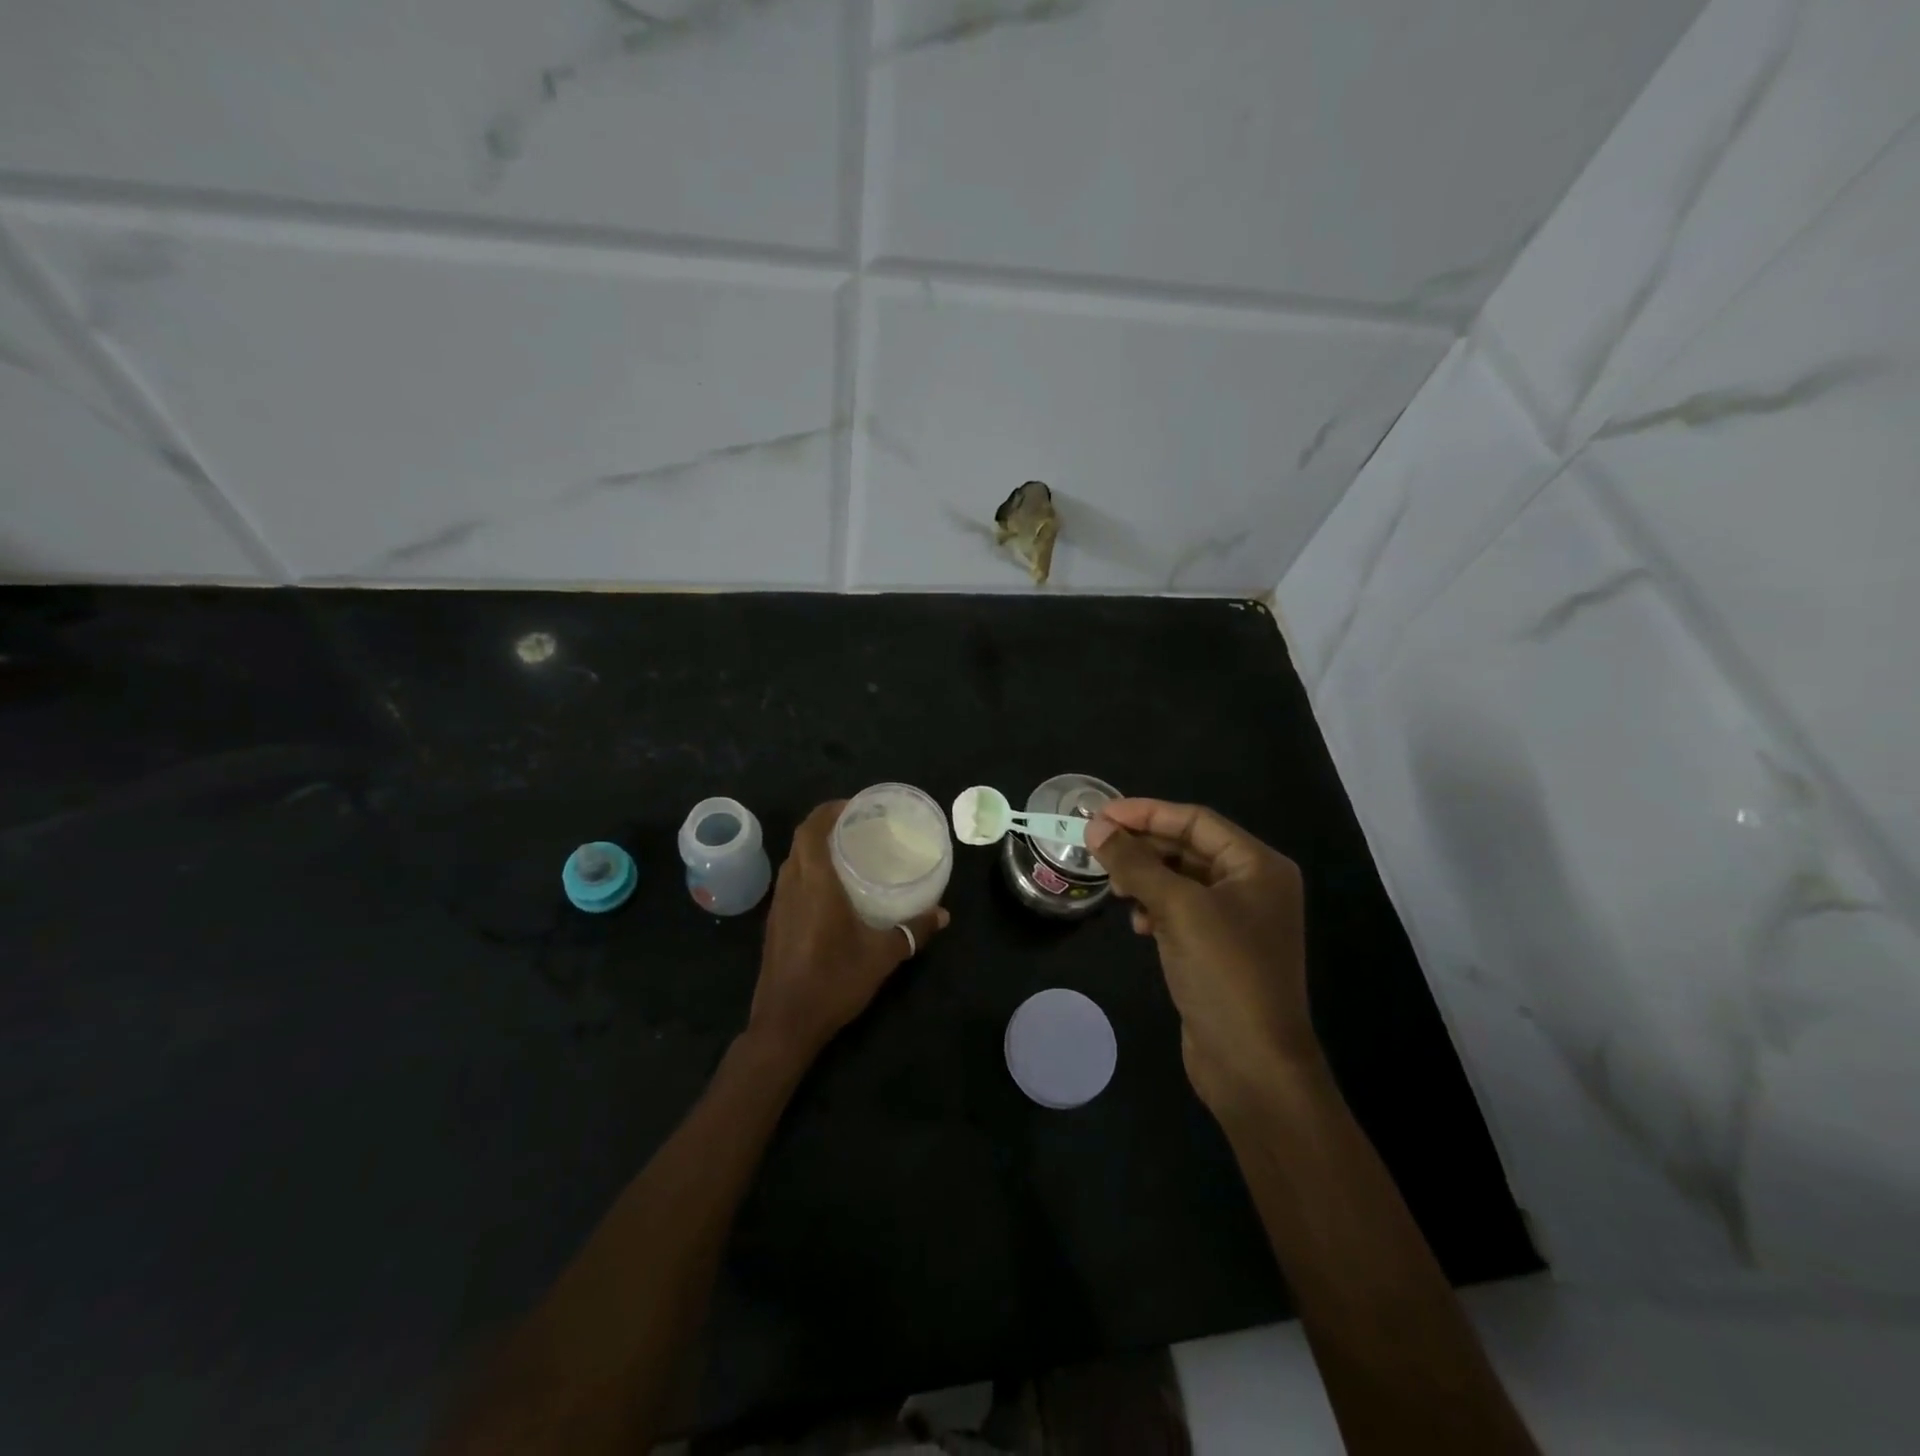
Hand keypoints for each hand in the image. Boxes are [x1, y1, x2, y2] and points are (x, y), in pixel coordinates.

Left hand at [748, 800, 948, 1063]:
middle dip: (826, 824)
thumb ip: (913, 931)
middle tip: (858, 825)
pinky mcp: (774, 923)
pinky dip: (809, 870)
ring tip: (848, 851)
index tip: (855, 805)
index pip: (812, 829)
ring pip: (793, 861)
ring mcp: (779, 906)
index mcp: (815, 884)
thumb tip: (943, 914)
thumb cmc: (833, 982)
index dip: (829, 810)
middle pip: (801, 840)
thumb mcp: (882, 956)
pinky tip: (832, 890)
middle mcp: (792, 886)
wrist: (785, 1024)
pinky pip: (791, 881)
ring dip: (815, 847)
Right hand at [1086, 799, 1318, 1114]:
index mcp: (1258, 865)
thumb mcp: (1178, 909)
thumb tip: (1095, 826)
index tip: (1099, 814)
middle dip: (1143, 847)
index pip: (1195, 821)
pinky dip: (1156, 909)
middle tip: (1097, 848)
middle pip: (1187, 848)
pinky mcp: (1218, 949)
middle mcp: (1252, 885)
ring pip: (1180, 880)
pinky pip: (1180, 911)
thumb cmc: (1225, 973)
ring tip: (1117, 890)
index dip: (1146, 813)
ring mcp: (1235, 919)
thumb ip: (1135, 863)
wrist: (1253, 1065)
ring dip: (1145, 879)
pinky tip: (1139, 924)